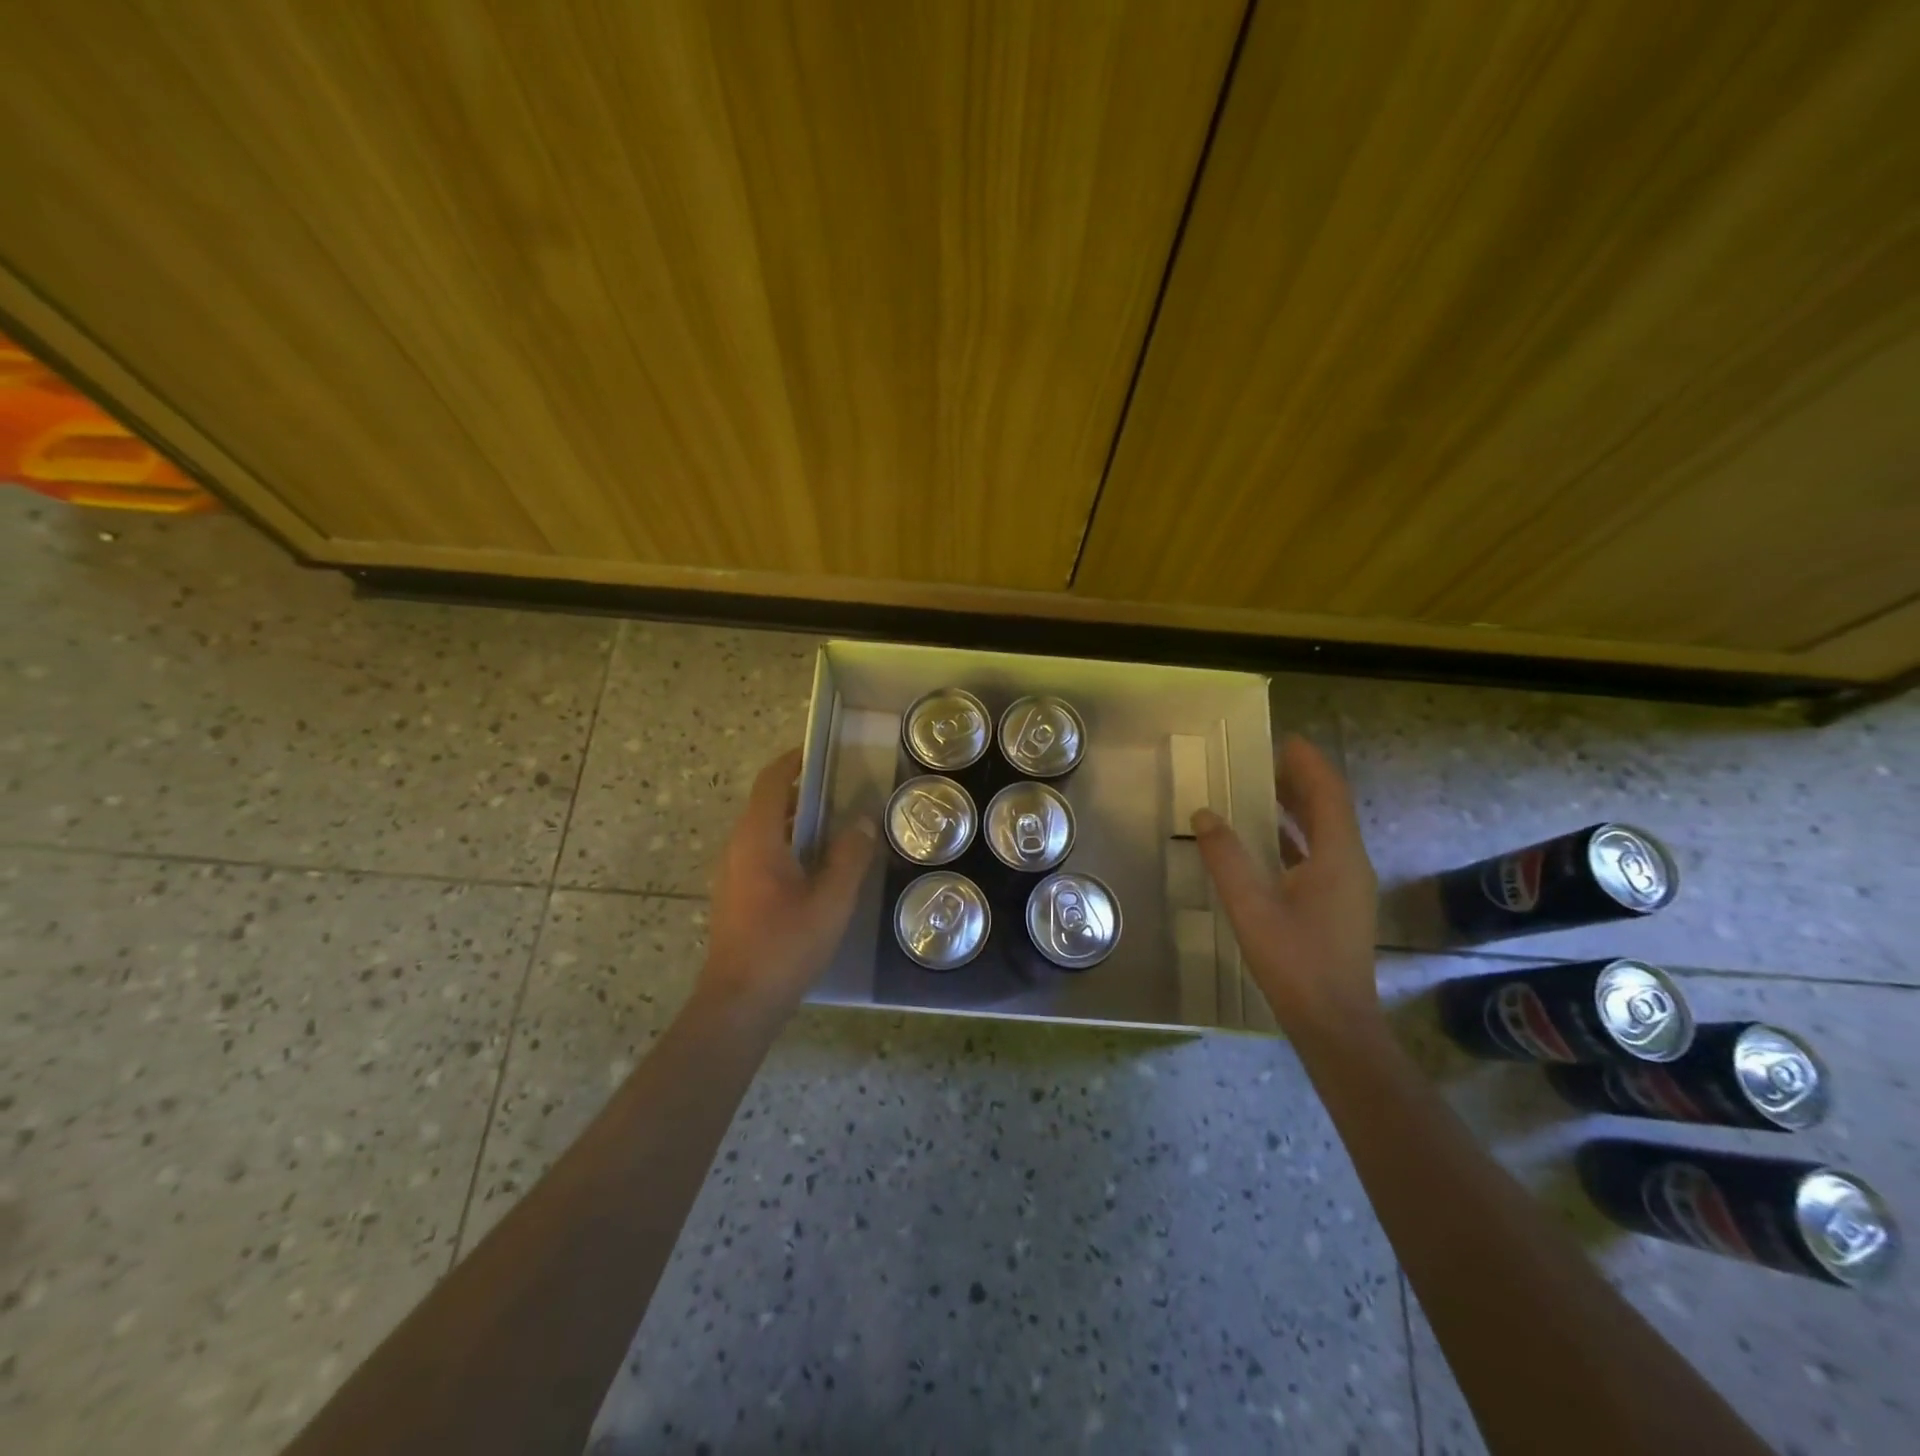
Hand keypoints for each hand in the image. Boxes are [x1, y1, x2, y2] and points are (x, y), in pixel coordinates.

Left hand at [702, 748, 876, 1014]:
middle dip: (802, 790)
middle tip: (842, 788)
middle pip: (767, 803)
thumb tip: (861, 821)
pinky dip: (788, 844)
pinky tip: (817, 866)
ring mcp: (733, 873)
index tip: (822, 752)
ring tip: (836, 823)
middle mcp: (738, 848)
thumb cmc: (785, 946)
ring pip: (765, 831)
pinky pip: (762, 853)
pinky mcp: (736, 895)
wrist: (739, 1003)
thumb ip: (849, 857)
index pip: (771, 782)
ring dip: (796, 819)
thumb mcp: (831, 901)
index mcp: (757, 839)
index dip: (794, 761)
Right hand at [1191, 735, 1379, 1036]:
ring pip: (1324, 832)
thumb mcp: (1251, 906)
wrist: (1335, 1024)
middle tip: (1261, 760)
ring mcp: (1347, 887)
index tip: (1281, 739)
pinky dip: (1294, 837)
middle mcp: (1350, 864)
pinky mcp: (1338, 905)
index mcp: (1338, 856)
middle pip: (1329, 808)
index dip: (1307, 762)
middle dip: (1300, 780)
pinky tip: (1266, 842)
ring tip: (1260, 790)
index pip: (1328, 792)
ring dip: (1297, 808)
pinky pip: (1318, 855)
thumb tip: (1204, 814)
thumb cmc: (1295, 961)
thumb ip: (1226, 857)